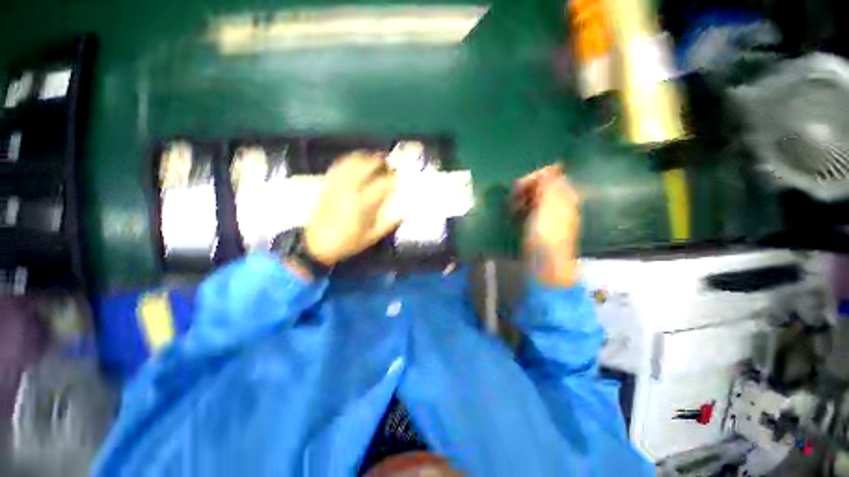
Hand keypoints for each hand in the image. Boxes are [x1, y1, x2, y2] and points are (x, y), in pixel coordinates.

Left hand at [304, 152, 399, 265]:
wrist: (316, 244)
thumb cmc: (346, 243)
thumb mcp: (371, 238)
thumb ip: (388, 224)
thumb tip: (402, 213)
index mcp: (363, 203)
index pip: (385, 182)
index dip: (395, 178)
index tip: (400, 179)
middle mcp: (351, 188)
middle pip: (370, 164)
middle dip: (383, 162)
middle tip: (390, 166)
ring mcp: (338, 183)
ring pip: (355, 160)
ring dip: (367, 157)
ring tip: (375, 161)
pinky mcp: (328, 182)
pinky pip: (340, 164)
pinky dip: (351, 159)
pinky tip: (357, 162)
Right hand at [514, 165, 580, 286]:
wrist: (546, 269)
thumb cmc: (547, 234)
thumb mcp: (549, 203)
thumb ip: (551, 182)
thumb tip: (553, 165)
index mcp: (567, 197)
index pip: (552, 175)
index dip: (535, 176)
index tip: (519, 184)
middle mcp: (563, 205)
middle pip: (544, 187)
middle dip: (527, 188)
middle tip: (513, 196)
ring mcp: (554, 220)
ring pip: (537, 200)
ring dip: (523, 200)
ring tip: (512, 208)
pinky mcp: (543, 233)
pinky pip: (533, 213)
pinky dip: (524, 212)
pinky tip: (515, 218)